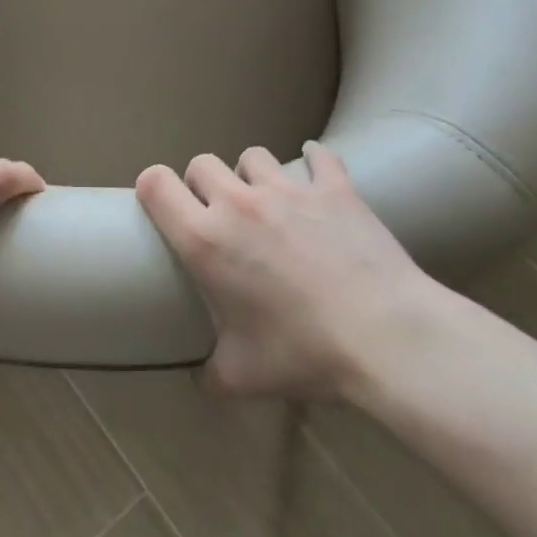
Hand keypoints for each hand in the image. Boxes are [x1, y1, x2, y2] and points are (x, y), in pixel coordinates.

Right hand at [135, 142, 442, 399]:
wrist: (385, 336)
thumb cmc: (303, 353)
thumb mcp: (242, 376)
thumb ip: (210, 374)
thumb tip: (203, 381)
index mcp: (205, 240)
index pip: (156, 184)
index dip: (151, 188)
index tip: (162, 206)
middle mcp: (239, 203)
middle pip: (201, 164)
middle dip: (202, 185)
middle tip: (218, 216)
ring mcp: (289, 189)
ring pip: (252, 156)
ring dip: (251, 175)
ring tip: (267, 201)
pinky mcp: (334, 187)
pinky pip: (317, 156)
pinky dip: (313, 162)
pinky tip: (315, 172)